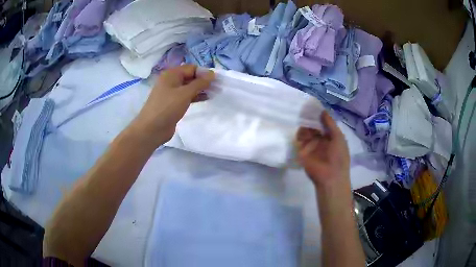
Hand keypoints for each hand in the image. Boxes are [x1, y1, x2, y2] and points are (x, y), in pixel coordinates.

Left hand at [132, 65, 213, 146]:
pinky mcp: (173, 103)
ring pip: (189, 87)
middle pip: (190, 76)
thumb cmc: (167, 108)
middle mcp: (171, 81)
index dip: (203, 72)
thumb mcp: (185, 93)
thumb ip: (199, 83)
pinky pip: (186, 96)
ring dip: (200, 89)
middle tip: (217, 87)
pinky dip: (195, 96)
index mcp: (171, 74)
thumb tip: (212, 74)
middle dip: (203, 81)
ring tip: (214, 93)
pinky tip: (205, 99)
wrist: (151, 129)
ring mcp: (171, 93)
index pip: (191, 68)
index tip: (216, 80)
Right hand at [296, 111, 349, 188]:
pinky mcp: (302, 151)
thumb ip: (330, 124)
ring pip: (305, 131)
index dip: (318, 115)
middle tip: (304, 109)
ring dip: (304, 125)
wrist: (330, 176)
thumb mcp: (338, 137)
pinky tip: (300, 129)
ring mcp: (311, 145)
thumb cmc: (338, 156)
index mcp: (330, 136)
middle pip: (313, 125)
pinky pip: (299, 140)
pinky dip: (299, 133)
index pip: (323, 122)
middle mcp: (320, 139)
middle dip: (309, 118)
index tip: (312, 105)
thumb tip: (322, 110)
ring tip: (302, 119)